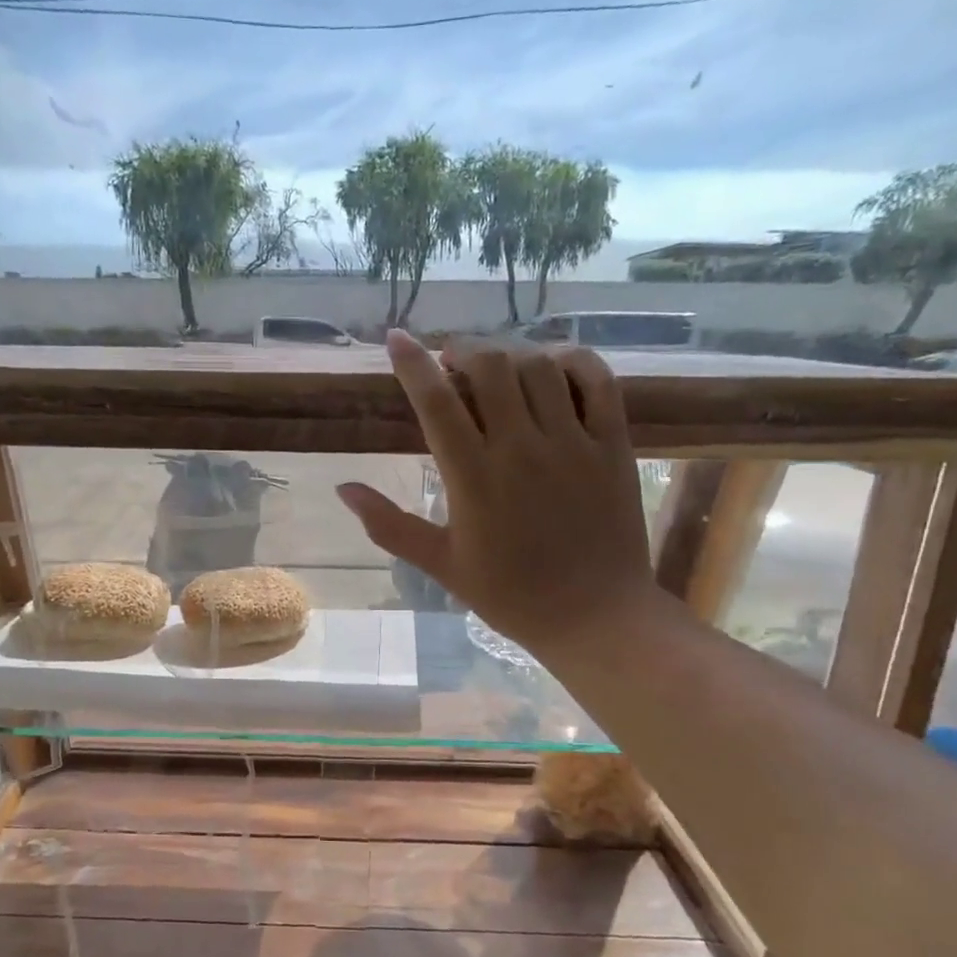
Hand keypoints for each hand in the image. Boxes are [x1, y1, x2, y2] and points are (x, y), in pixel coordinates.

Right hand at [338, 329, 658, 662]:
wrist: (595, 617)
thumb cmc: (511, 595)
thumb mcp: (441, 564)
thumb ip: (390, 524)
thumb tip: (343, 489)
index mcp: (474, 478)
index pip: (436, 402)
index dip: (412, 363)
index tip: (396, 338)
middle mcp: (522, 448)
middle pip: (489, 367)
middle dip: (463, 350)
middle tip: (451, 360)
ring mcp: (573, 443)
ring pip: (538, 367)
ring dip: (510, 354)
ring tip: (495, 366)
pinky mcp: (613, 445)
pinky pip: (598, 382)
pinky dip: (574, 361)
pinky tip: (554, 365)